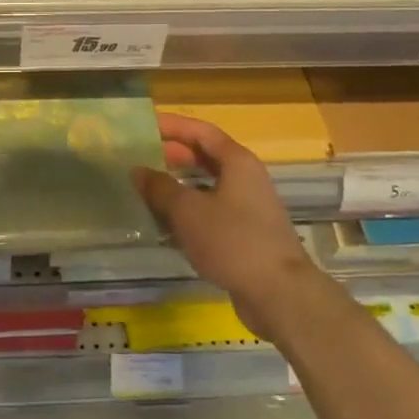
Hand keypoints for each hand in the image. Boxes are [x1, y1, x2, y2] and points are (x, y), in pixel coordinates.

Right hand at [134, 112, 324, 338]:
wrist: (279, 294)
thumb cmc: (233, 240)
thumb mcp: (188, 210)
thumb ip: (160, 188)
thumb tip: (138, 171)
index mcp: (237, 161)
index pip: (201, 131)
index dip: (172, 126)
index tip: (145, 125)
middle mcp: (246, 179)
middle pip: (205, 157)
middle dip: (173, 156)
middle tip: (141, 158)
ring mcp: (248, 209)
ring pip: (207, 188)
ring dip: (179, 188)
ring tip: (147, 191)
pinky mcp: (246, 236)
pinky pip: (211, 215)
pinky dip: (189, 215)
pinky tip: (166, 228)